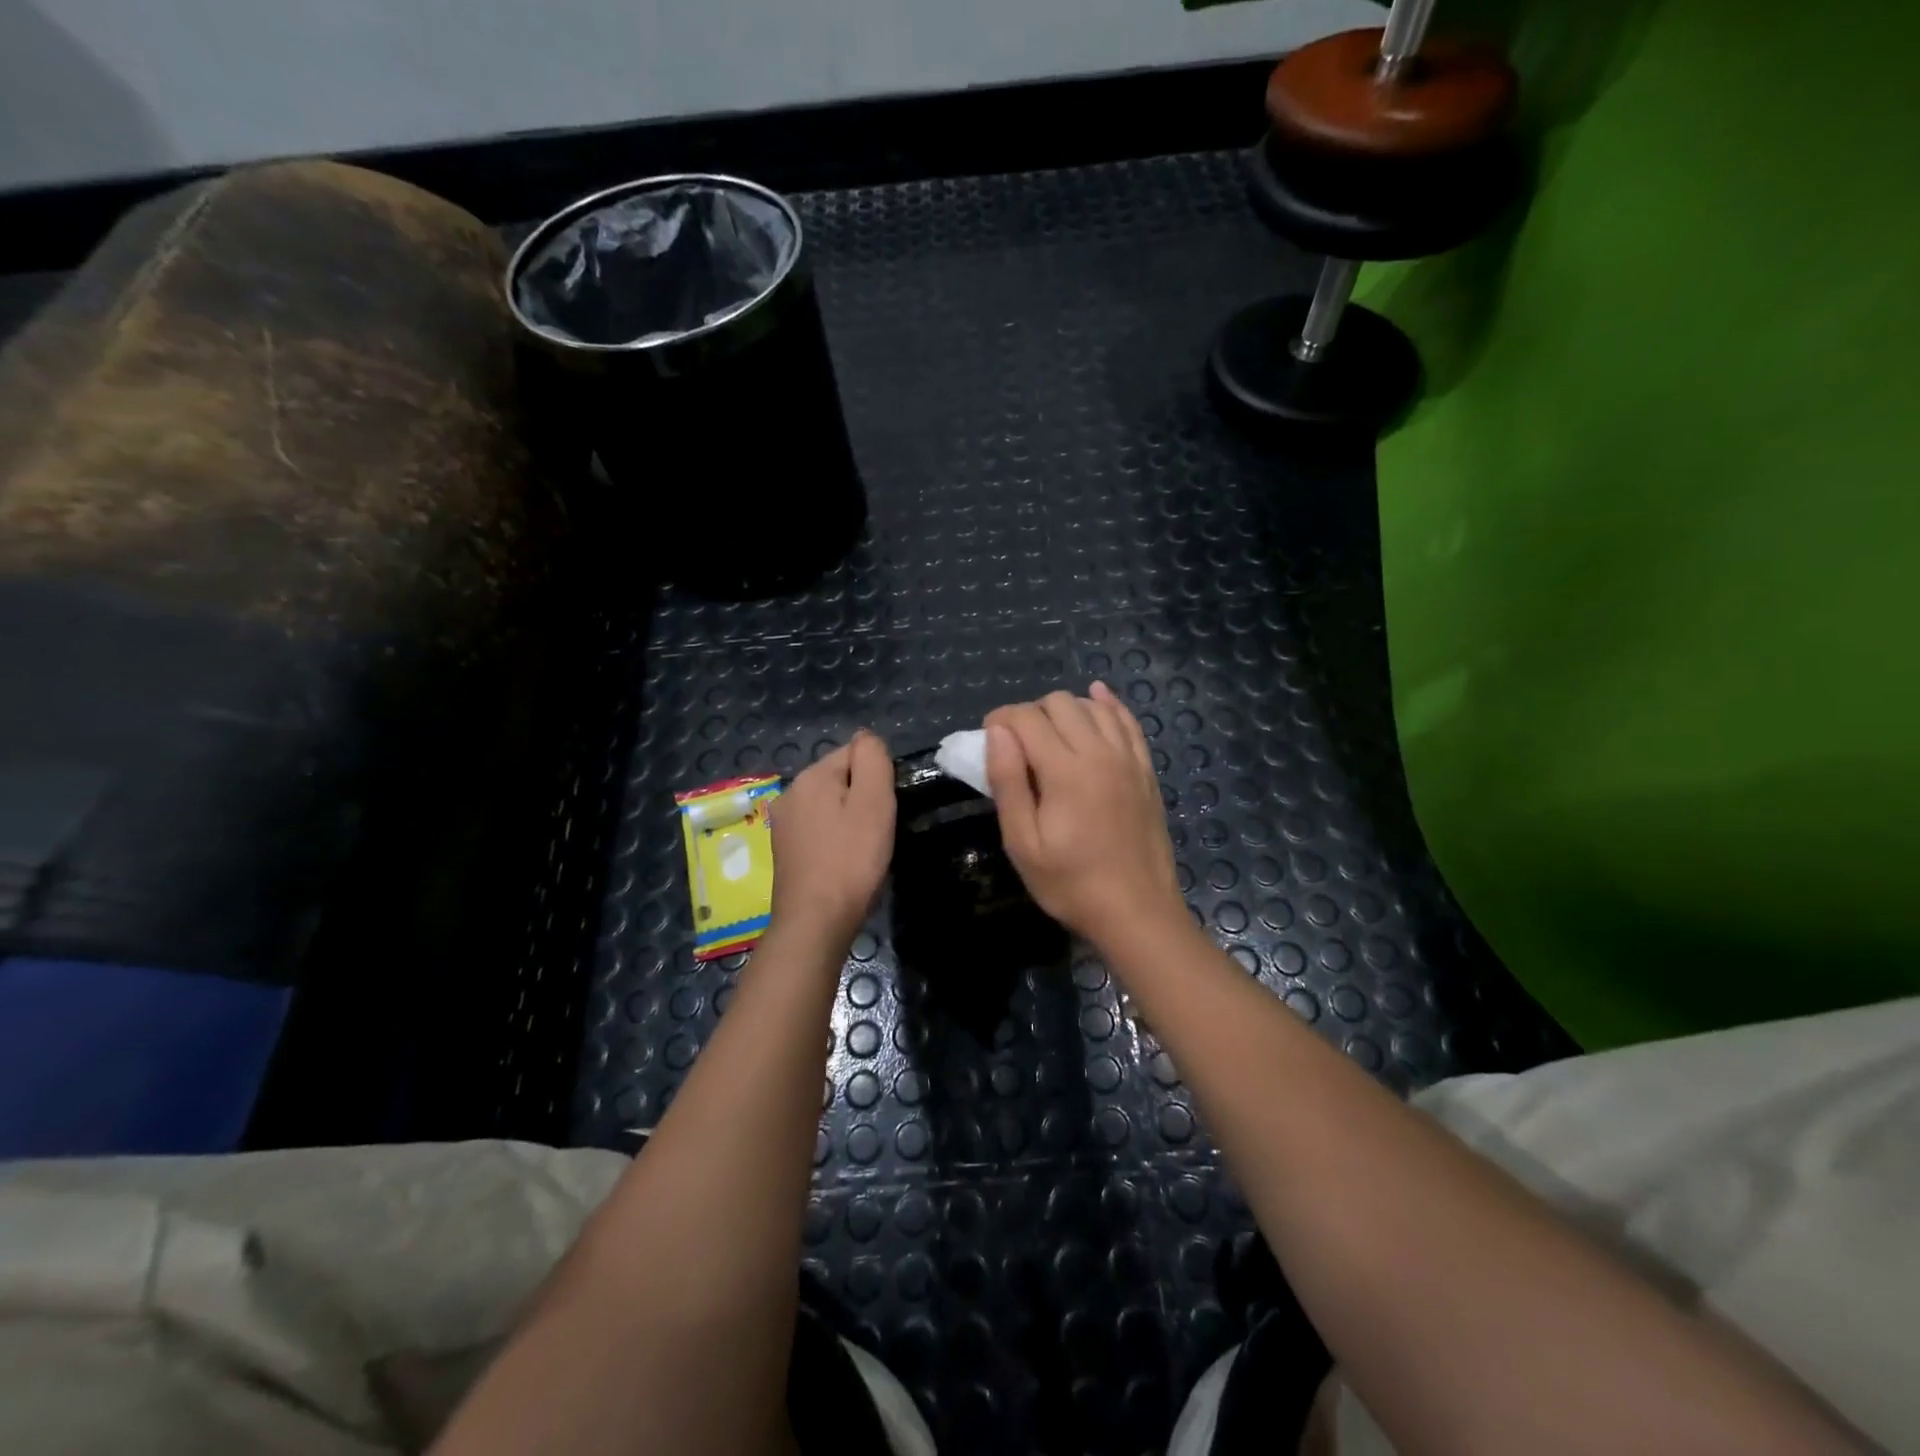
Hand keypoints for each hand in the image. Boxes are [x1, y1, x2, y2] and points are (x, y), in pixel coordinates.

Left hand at [768, 729, 895, 952]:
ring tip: (863, 849)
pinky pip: (819, 828)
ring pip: (830, 805)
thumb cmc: (851, 860)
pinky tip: (844, 861)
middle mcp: (790, 792)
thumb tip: (867, 737)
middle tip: (878, 831)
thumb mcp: (874, 803)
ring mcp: (783, 822)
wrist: (815, 921)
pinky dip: (835, 838)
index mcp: (811, 776)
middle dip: (863, 797)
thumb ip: (873, 761)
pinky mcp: (784, 849)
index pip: (855, 753)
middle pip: (841, 778)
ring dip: (850, 819)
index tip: (885, 809)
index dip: (878, 778)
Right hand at [985, 684, 1183, 945]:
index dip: (1000, 720)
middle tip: (1017, 747)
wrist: (1137, 911)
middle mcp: (1100, 752)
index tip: (987, 740)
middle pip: (1060, 703)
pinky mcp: (1145, 770)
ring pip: (1093, 706)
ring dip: (1065, 710)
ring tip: (1049, 736)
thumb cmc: (1071, 884)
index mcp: (1066, 771)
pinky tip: (1097, 698)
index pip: (1027, 718)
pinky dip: (1108, 705)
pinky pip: (1128, 721)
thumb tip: (997, 733)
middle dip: (1030, 714)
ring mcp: (1128, 759)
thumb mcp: (1023, 844)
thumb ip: (1008, 783)